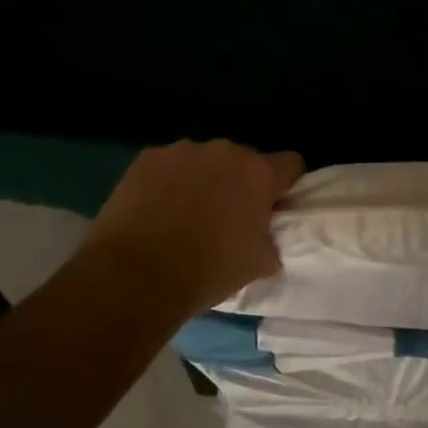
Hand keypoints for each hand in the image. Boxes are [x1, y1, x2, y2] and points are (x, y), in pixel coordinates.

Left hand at [76, 140, 304, 318]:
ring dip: (204, 179)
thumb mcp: (257, 265)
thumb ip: (270, 242)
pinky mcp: (147, 158)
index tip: (275, 205)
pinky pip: (169, 165)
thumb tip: (266, 241)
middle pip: (245, 160)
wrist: (135, 276)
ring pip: (204, 161)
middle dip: (240, 182)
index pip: (291, 164)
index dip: (287, 184)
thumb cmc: (207, 271)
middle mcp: (226, 152)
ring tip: (186, 213)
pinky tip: (157, 209)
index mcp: (260, 174)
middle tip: (228, 215)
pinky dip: (168, 182)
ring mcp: (183, 151)